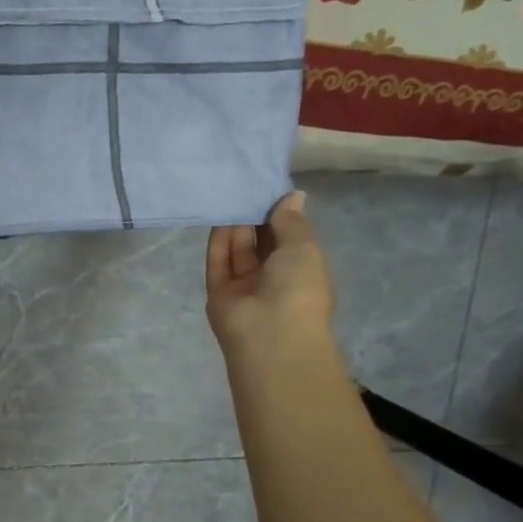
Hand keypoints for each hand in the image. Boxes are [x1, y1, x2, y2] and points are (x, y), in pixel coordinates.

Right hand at [205, 191, 336, 363]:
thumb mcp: (304, 248)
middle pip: (261, 243)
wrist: (270, 335)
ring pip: (238, 252)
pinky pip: (218, 263)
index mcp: (301, 271)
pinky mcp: (218, 293)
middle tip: (247, 186)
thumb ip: (291, 221)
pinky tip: (219, 217)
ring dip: (236, 226)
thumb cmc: (299, 289)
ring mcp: (244, 287)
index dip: (281, 215)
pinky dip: (218, 242)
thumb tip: (292, 195)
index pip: (288, 238)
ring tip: (232, 195)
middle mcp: (272, 278)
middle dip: (256, 218)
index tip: (272, 189)